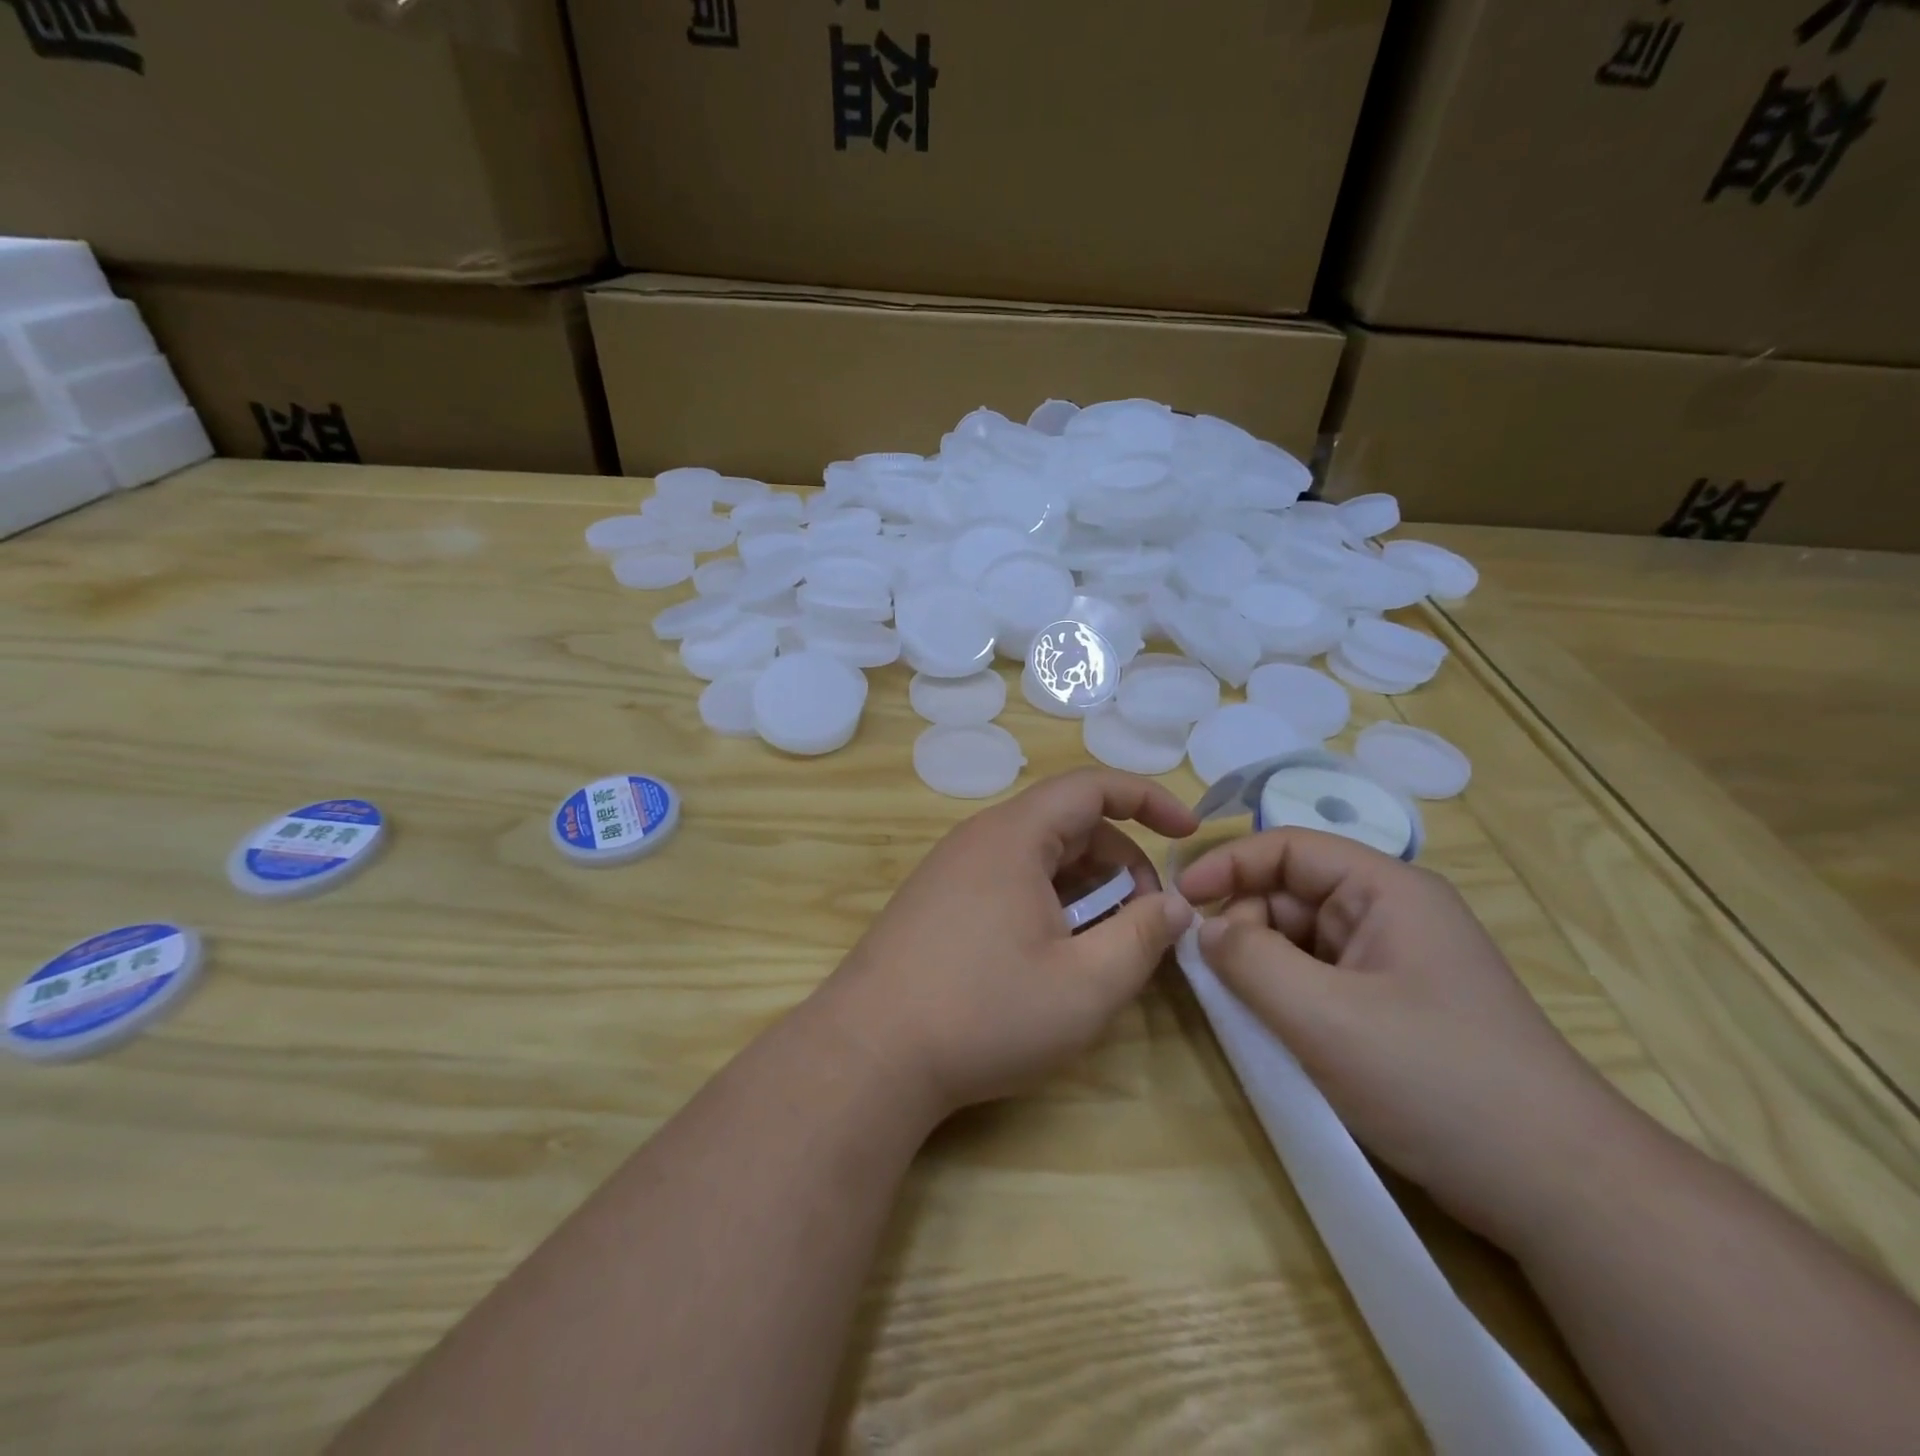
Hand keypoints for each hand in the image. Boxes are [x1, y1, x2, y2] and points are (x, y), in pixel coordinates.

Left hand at [812, 769, 1198, 1121]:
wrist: (868, 1054)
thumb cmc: (984, 1013)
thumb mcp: (1084, 986)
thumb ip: (1141, 938)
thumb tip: (1175, 906)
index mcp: (1014, 836)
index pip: (1091, 787)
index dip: (1147, 799)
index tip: (1189, 831)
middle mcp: (979, 839)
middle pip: (1067, 825)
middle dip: (1120, 861)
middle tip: (1147, 918)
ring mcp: (951, 871)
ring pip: (1037, 858)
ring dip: (1085, 889)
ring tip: (1104, 945)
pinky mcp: (936, 903)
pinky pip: (1008, 881)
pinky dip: (1047, 903)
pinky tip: (1053, 955)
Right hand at [1178, 829, 1634, 1247]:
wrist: (1561, 1190)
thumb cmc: (1437, 1081)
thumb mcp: (1324, 1016)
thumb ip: (1249, 961)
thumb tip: (1202, 930)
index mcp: (1386, 890)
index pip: (1288, 847)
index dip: (1227, 864)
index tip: (1179, 900)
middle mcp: (1390, 914)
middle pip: (1290, 894)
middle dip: (1243, 925)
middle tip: (1212, 976)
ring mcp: (1393, 964)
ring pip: (1300, 941)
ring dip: (1261, 966)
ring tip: (1240, 1009)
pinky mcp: (1392, 1009)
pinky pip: (1318, 980)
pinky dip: (1285, 996)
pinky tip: (1271, 1031)